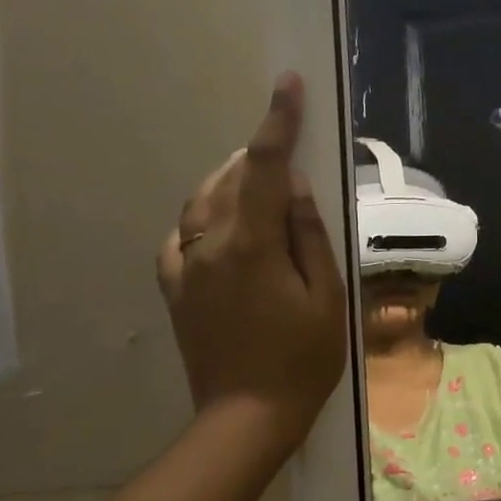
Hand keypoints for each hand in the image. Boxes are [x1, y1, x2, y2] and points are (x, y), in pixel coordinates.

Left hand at [156, 72, 348, 449]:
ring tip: (262, 183)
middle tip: (286, 149)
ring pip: (202, 202)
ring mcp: (183, 267)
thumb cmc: (302, 360)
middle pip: (230, 179)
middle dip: (258, 156)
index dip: (278, 122)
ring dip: (232, 182)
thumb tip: (296, 186)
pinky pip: (183, 235)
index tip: (288, 84)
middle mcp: (206, 245)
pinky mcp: (175, 290)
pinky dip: (206, 216)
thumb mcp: (326, 298)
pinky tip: (225, 226)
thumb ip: (308, 236)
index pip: (265, 168)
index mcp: (250, 245)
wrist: (247, 417)